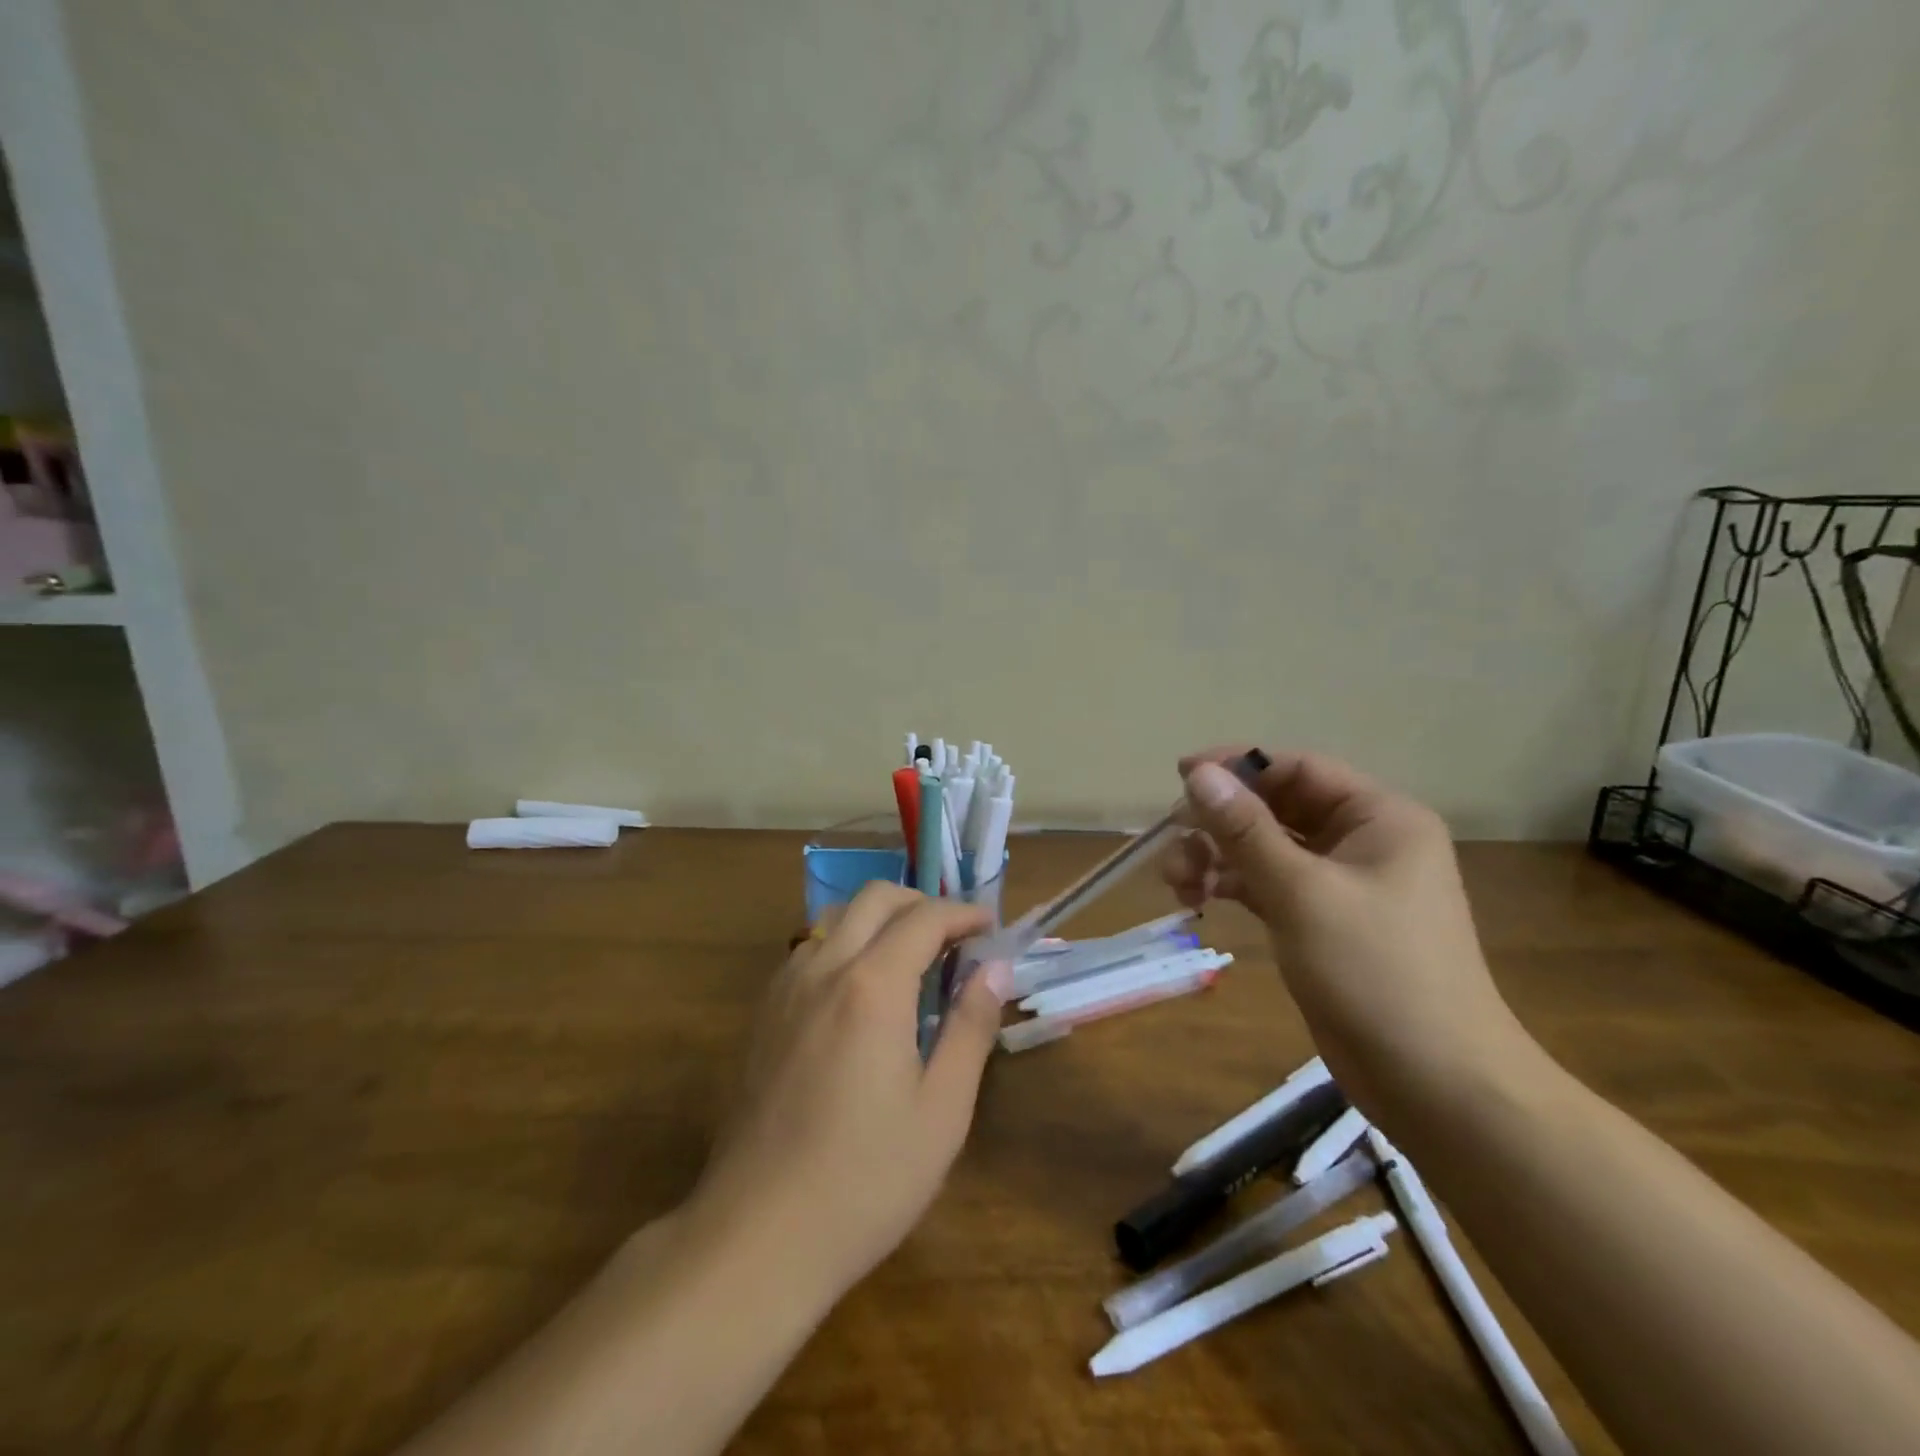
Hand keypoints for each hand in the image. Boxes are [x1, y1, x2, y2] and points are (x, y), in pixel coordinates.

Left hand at [687, 884, 1011, 1302]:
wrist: (759, 1234)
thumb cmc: (866, 1178)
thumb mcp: (942, 1110)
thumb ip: (971, 1028)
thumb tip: (995, 969)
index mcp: (872, 987)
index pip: (924, 918)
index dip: (963, 914)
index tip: (990, 928)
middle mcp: (824, 969)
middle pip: (874, 898)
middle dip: (920, 902)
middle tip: (953, 936)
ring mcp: (785, 989)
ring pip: (835, 918)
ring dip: (879, 919)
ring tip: (911, 959)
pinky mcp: (763, 1015)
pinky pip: (810, 950)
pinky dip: (845, 943)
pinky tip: (861, 992)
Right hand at [1163, 747, 1528, 1112]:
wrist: (1437, 1084)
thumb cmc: (1376, 972)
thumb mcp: (1302, 892)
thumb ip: (1246, 830)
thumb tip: (1198, 773)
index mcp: (1380, 818)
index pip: (1298, 768)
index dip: (1237, 767)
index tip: (1180, 776)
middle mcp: (1364, 841)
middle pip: (1278, 808)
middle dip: (1221, 822)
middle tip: (1171, 841)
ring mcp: (1344, 885)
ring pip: (1268, 849)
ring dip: (1219, 857)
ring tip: (1177, 881)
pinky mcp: (1324, 923)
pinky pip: (1270, 886)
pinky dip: (1234, 886)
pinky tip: (1198, 898)